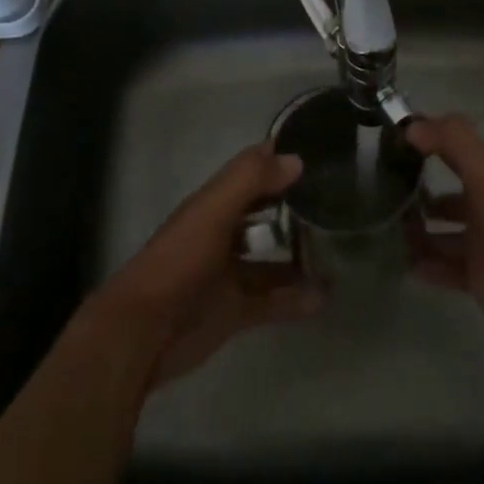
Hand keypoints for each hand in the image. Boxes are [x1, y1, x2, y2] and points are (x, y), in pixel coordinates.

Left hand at [97, 144, 322, 388]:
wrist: (143, 333)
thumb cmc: (179, 261)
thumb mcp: (213, 212)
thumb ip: (249, 181)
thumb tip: (295, 159)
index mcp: (214, 204)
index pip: (252, 171)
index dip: (280, 158)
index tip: (320, 151)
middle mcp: (223, 233)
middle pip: (264, 213)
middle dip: (295, 206)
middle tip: (339, 200)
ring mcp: (229, 274)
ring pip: (271, 258)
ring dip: (300, 254)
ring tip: (340, 250)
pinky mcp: (234, 311)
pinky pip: (273, 301)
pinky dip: (296, 299)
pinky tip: (325, 296)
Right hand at [405, 114, 483, 355]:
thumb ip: (452, 141)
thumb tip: (411, 124)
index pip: (452, 153)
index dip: (426, 145)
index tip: (391, 143)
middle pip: (446, 199)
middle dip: (418, 196)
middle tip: (382, 196)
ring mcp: (481, 246)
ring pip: (442, 235)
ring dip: (417, 233)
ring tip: (385, 231)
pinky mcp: (479, 280)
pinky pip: (445, 270)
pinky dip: (425, 266)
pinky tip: (402, 264)